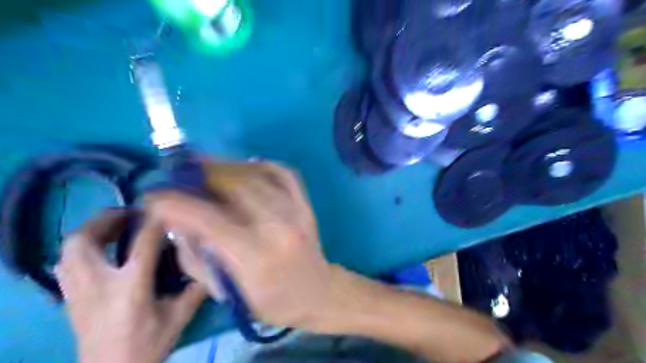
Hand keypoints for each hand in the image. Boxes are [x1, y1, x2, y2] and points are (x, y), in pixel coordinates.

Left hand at [55, 208, 205, 362]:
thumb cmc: (146, 347)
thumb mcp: (178, 317)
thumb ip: (195, 288)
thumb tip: (209, 265)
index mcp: (130, 286)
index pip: (143, 242)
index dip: (155, 221)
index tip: (166, 208)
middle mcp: (98, 284)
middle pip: (86, 240)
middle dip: (106, 219)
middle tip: (129, 213)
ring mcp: (78, 291)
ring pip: (68, 250)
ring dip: (90, 231)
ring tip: (112, 227)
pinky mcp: (70, 299)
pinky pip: (65, 263)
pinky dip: (79, 249)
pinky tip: (98, 250)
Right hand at [146, 163, 335, 329]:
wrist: (317, 292)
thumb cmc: (270, 300)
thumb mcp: (226, 292)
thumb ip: (195, 257)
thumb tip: (175, 220)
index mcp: (254, 256)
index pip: (209, 219)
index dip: (177, 203)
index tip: (155, 196)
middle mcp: (277, 227)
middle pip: (236, 187)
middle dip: (203, 175)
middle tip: (182, 172)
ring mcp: (296, 212)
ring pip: (258, 175)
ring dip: (228, 166)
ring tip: (207, 166)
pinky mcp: (307, 205)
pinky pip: (285, 173)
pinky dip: (263, 164)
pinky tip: (247, 165)